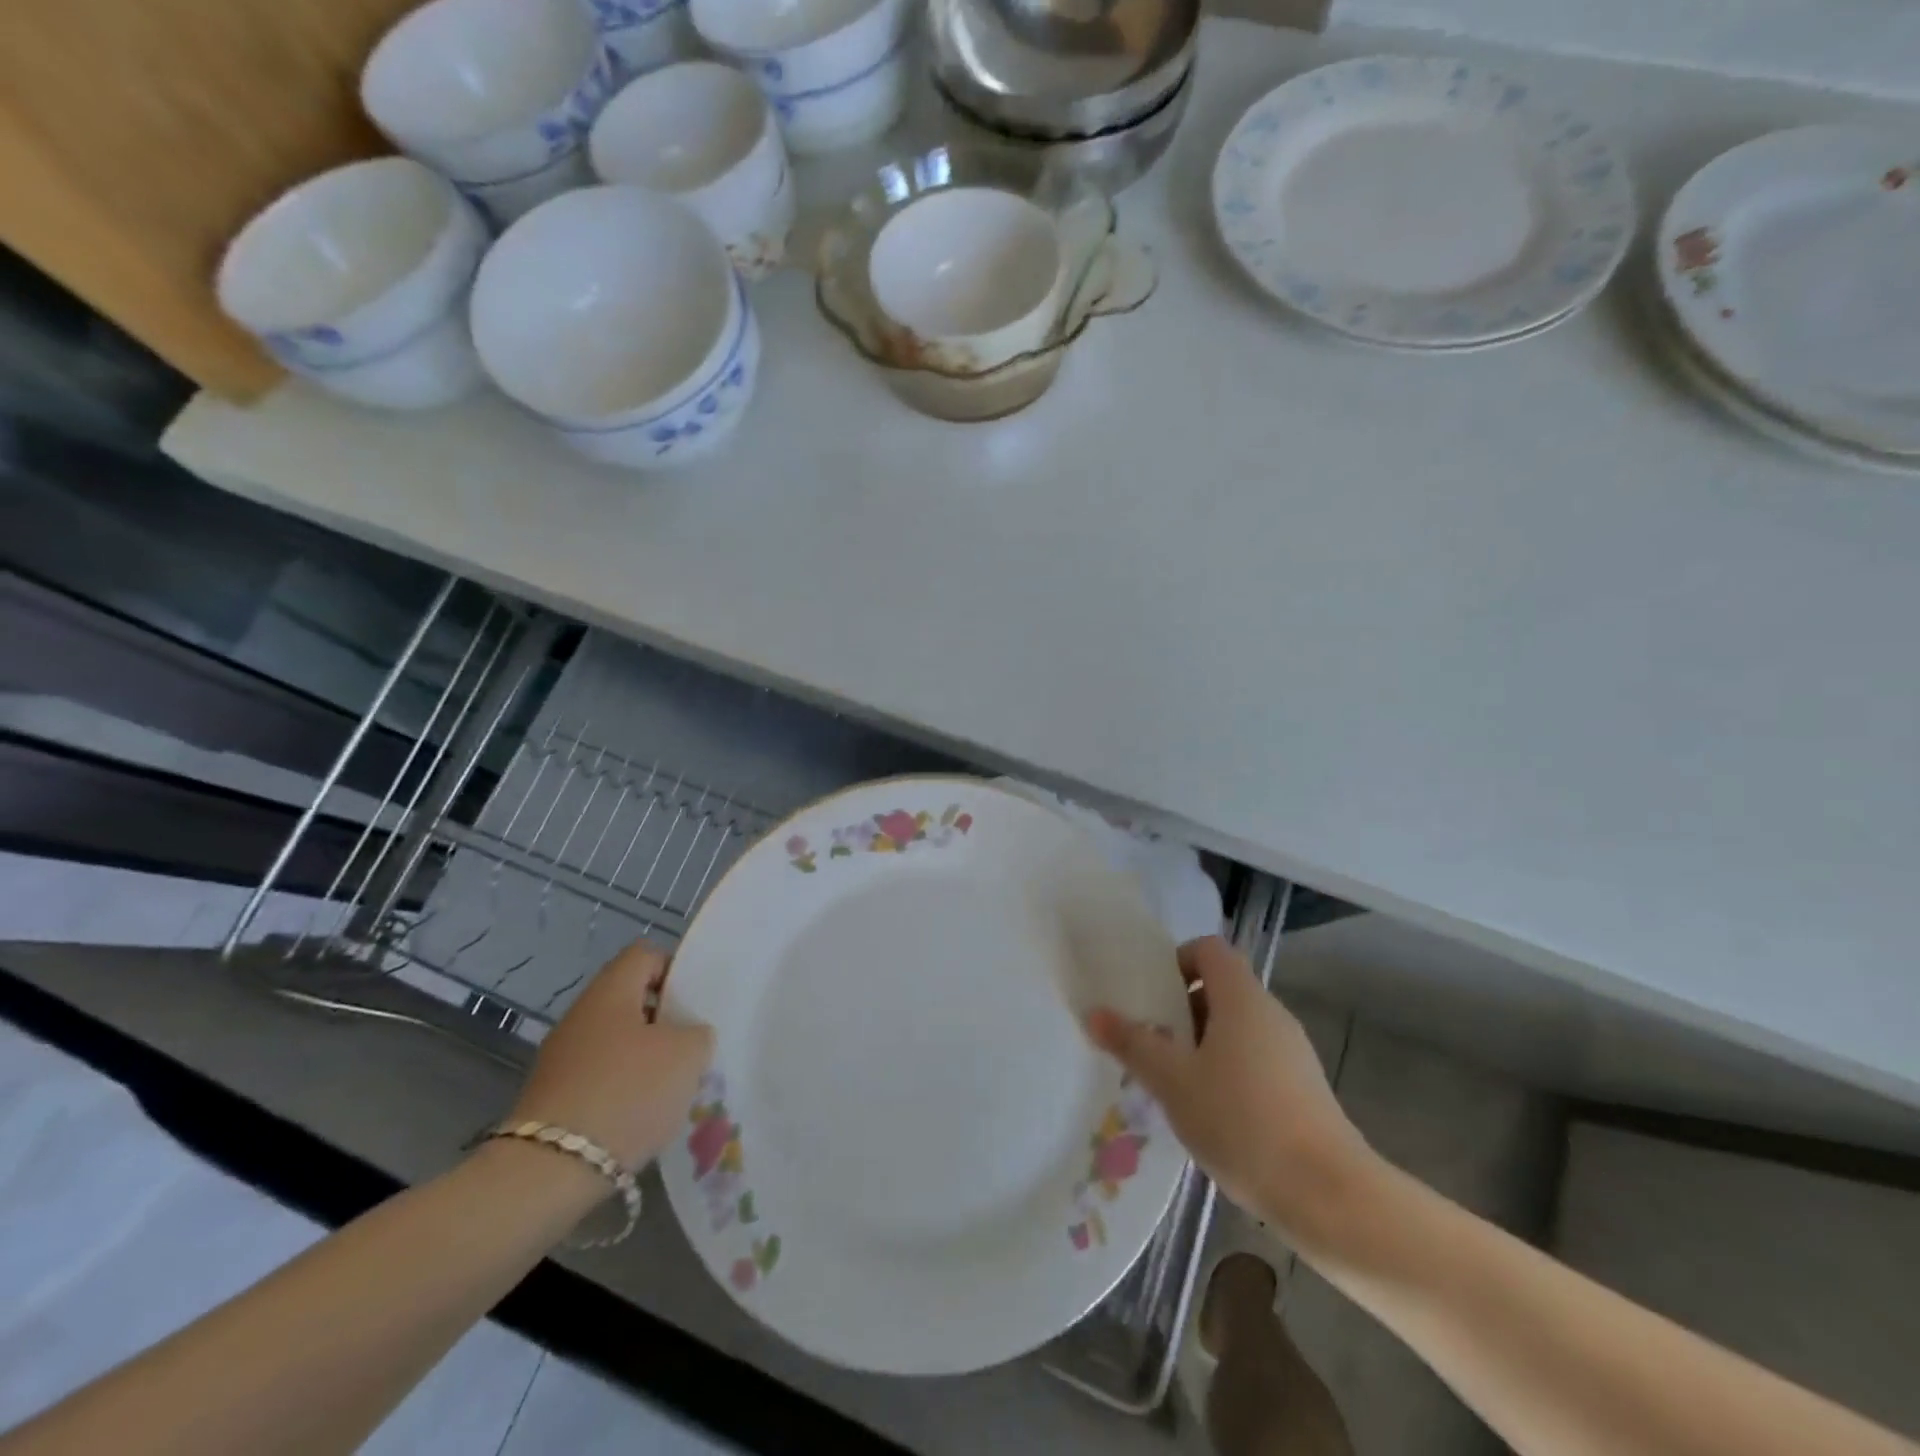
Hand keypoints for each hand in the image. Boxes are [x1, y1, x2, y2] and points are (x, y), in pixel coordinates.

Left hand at [507, 940, 713, 1168]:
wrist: (550, 1171)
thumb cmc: (628, 1093)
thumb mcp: (687, 1055)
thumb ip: (697, 1033)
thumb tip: (687, 1035)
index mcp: (611, 991)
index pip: (645, 955)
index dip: (674, 971)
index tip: (695, 1004)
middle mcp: (580, 1015)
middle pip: (630, 1001)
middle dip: (663, 1022)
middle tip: (691, 1048)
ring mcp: (561, 1058)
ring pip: (616, 1042)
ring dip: (645, 1059)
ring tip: (671, 1088)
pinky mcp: (552, 1098)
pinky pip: (599, 1078)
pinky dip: (622, 1090)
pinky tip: (640, 1117)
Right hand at [1085, 936, 1373, 1237]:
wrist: (1329, 1196)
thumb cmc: (1242, 1122)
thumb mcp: (1173, 1082)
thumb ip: (1133, 1043)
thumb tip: (1095, 1013)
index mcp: (1242, 998)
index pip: (1208, 949)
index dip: (1177, 961)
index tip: (1151, 995)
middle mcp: (1271, 1014)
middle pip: (1221, 989)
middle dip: (1181, 1009)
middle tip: (1150, 1042)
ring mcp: (1292, 1052)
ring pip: (1237, 1028)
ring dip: (1201, 1044)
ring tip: (1173, 1083)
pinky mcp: (1303, 1088)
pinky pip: (1255, 1059)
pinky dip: (1227, 1071)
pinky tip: (1211, 1114)